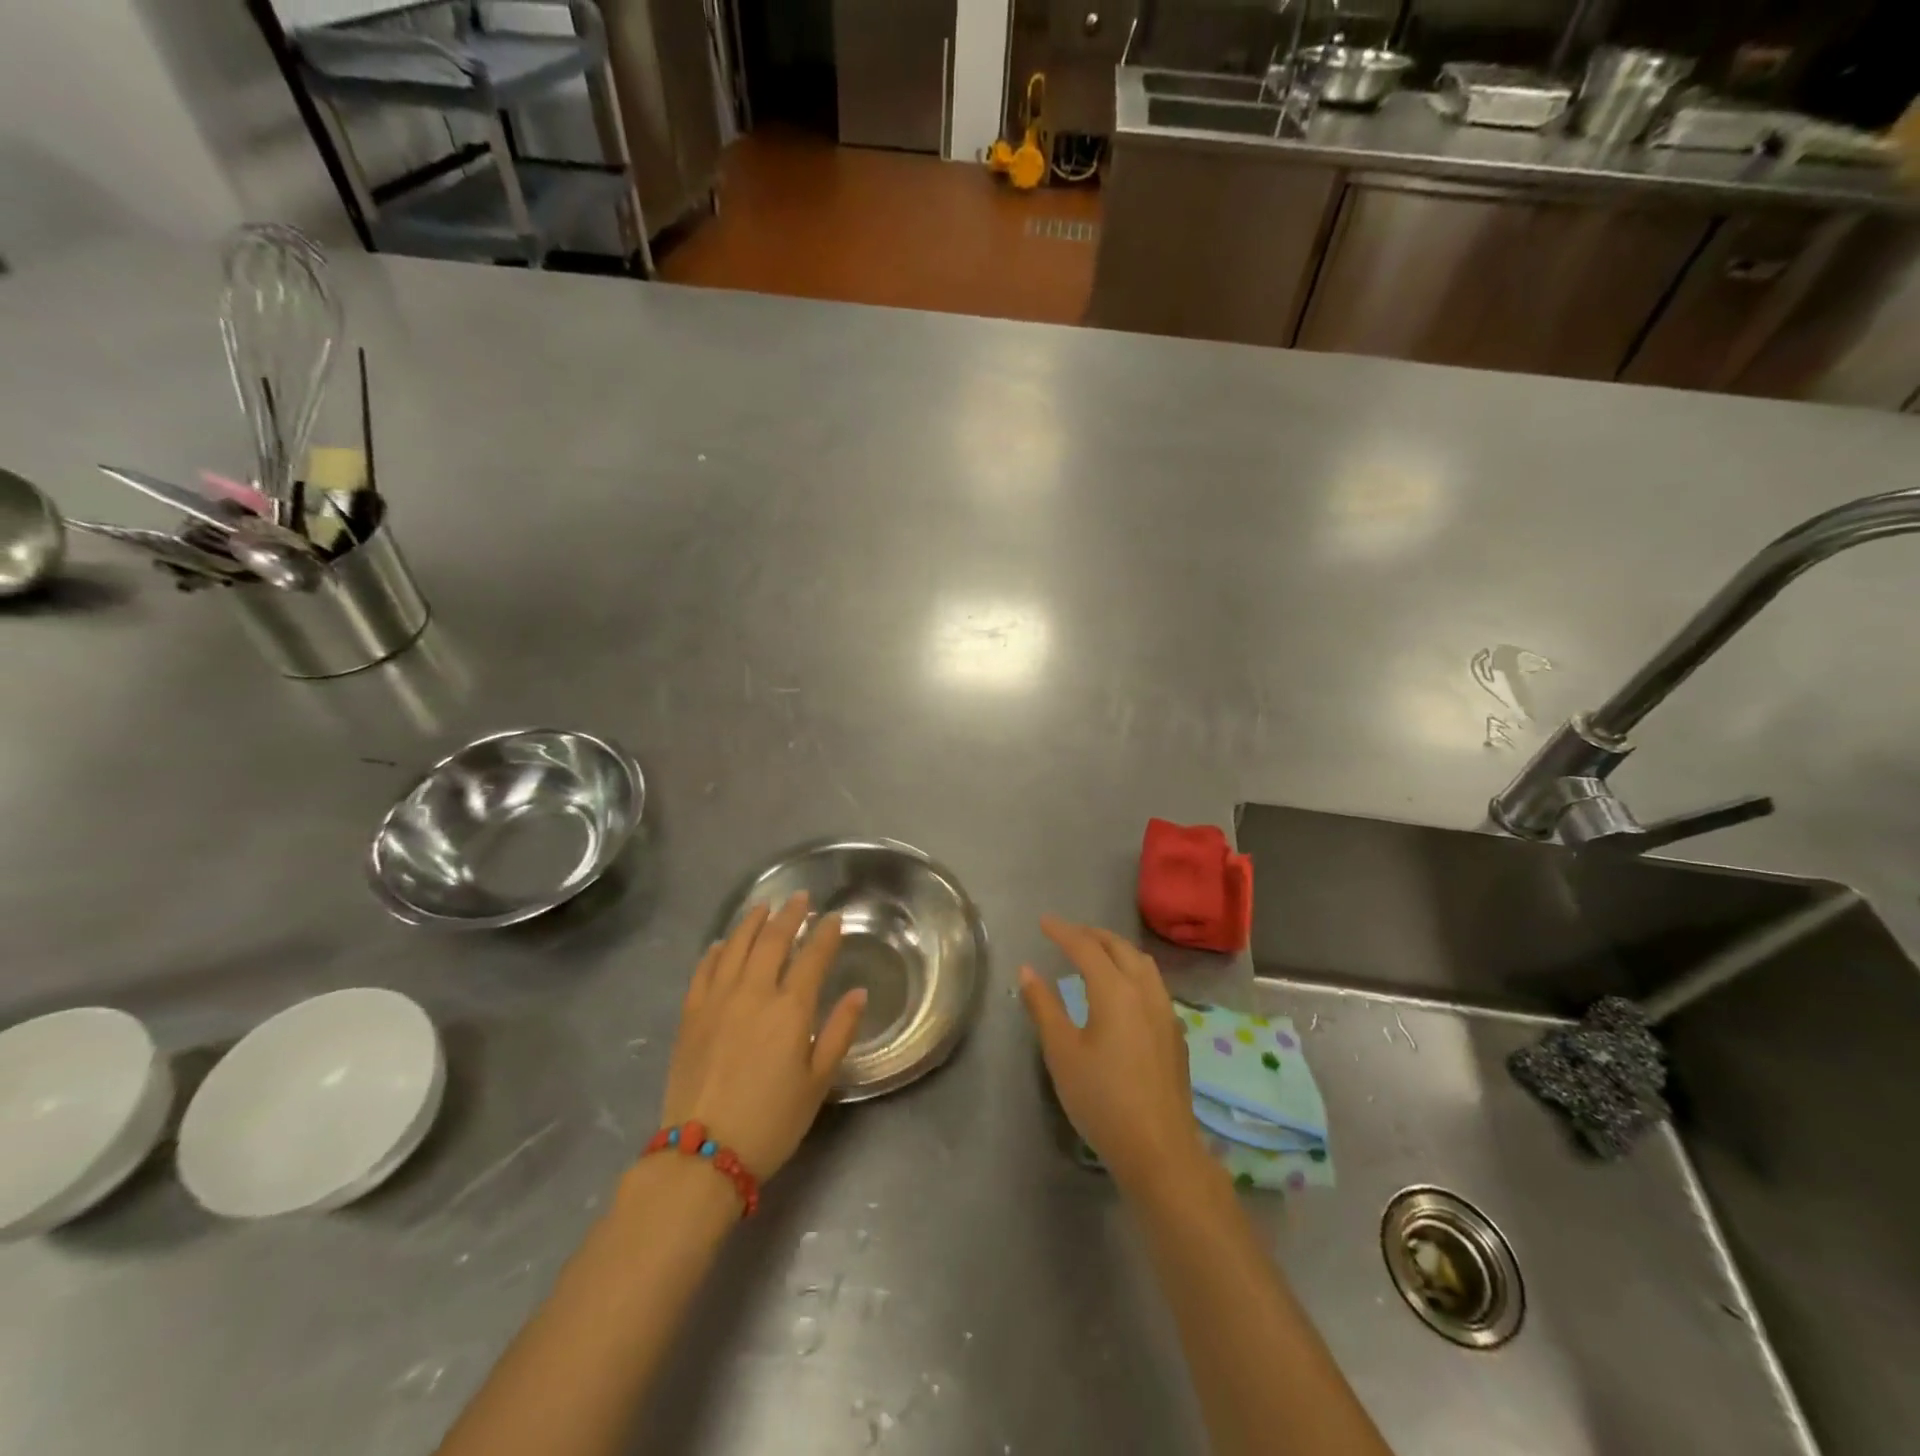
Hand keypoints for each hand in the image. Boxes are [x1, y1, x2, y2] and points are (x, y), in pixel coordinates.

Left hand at [660, 893, 865, 1179]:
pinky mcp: (691, 1014)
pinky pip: (704, 969)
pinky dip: (717, 950)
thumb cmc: (771, 1121)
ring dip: (752, 921)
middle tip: (800, 898)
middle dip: (790, 915)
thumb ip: (839, 1032)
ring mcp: (717, 1000)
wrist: (703, 1154)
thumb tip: (859, 992)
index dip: (826, 934)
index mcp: (790, 1008)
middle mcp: (753, 992)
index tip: (834, 918)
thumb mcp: (818, 1082)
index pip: (813, 957)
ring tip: (764, 906)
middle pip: (772, 940)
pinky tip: (723, 942)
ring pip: (736, 946)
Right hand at [1019, 917, 1208, 1193]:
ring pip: (1143, 964)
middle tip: (1068, 933)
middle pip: (1120, 948)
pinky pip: (1153, 984)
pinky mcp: (1175, 1034)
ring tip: (1096, 953)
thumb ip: (1043, 1006)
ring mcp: (1165, 1012)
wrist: (1159, 1150)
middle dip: (1093, 935)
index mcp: (1116, 990)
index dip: (1063, 931)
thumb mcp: (1062, 1052)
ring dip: (1117, 949)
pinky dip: (1133, 971)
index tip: (1043, 922)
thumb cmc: (1102, 1099)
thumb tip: (1027, 970)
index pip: (1086, 947)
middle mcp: (1145, 992)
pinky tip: (1123, 990)